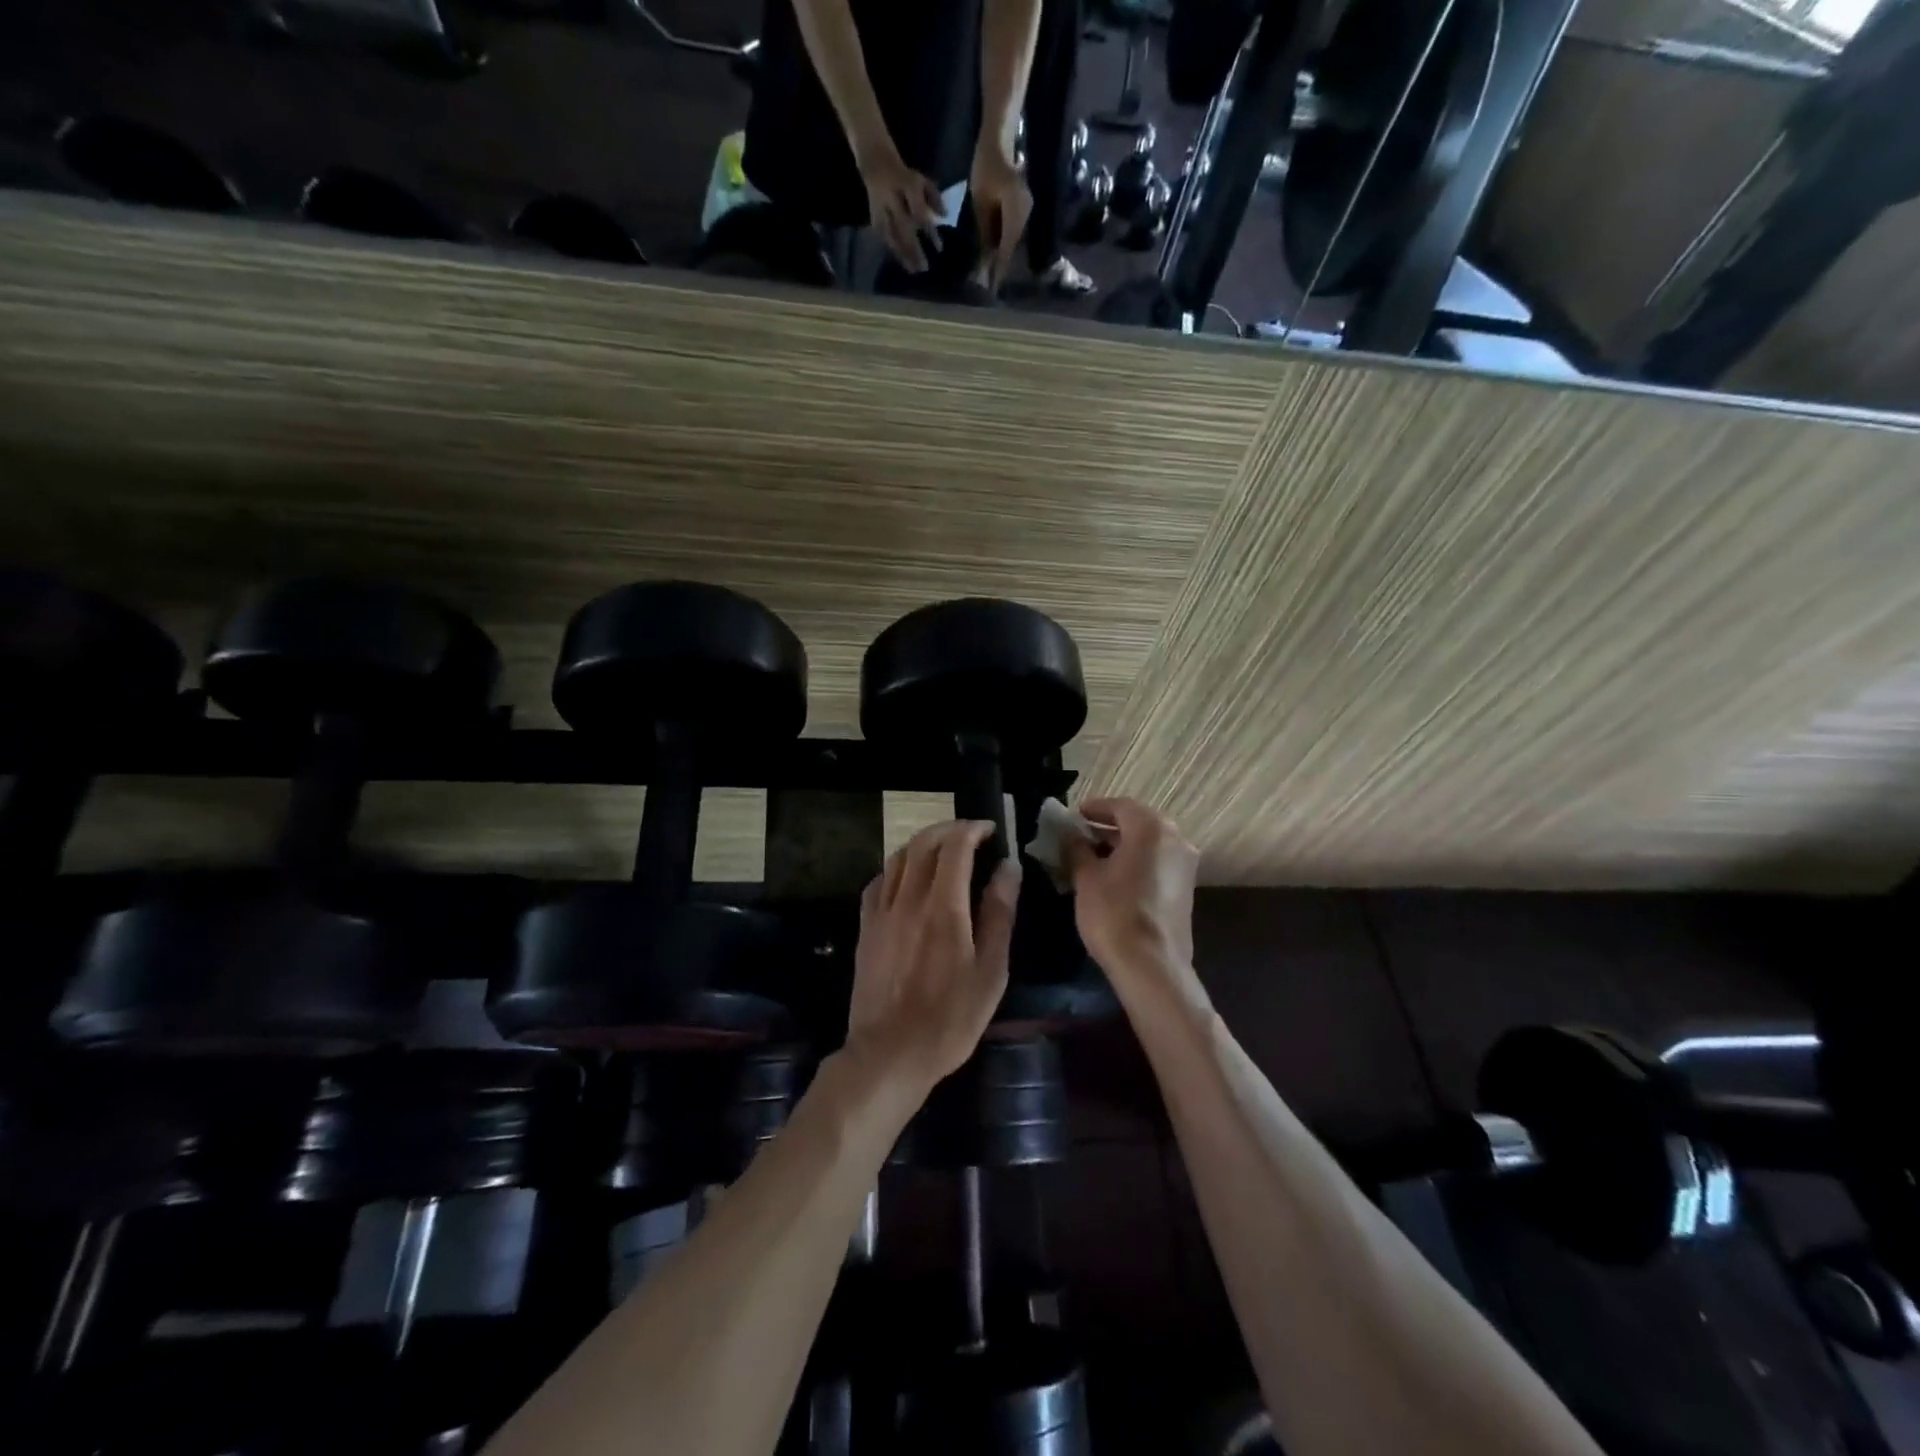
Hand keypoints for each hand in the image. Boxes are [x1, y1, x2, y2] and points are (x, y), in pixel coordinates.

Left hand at [848, 821, 1019, 1091]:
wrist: (889, 1054)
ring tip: (942, 850)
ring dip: (922, 844)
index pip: (954, 847)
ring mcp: (881, 913)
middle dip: (948, 829)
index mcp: (943, 907)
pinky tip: (908, 879)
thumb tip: (1008, 868)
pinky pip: (878, 882)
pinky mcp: (865, 929)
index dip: (972, 829)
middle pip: (923, 844)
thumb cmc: (951, 1018)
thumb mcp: (990, 971)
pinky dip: (897, 868)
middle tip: (970, 834)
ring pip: (897, 858)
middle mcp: (908, 899)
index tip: (990, 829)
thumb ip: (998, 914)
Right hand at [857, 143, 945, 274]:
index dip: (930, 232)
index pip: (920, 213)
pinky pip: (884, 237)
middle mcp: (893, 199)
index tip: (939, 249)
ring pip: (892, 236)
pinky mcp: (874, 217)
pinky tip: (901, 262)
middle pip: (905, 229)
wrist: (877, 164)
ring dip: (903, 254)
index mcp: (908, 187)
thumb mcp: (923, 181)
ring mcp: (882, 209)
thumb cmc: (905, 177)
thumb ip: (935, 198)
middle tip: (924, 268)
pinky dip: (893, 250)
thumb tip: (945, 216)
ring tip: (913, 270)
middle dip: (914, 250)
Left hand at [969, 141, 1031, 291]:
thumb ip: (985, 230)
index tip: (992, 286)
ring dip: (1003, 255)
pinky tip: (995, 253)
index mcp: (1015, 210)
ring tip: (991, 273)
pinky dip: (1005, 243)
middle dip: (1001, 264)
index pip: (1007, 246)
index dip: (999, 267)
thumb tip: (985, 257)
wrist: (999, 141)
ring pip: (1013, 240)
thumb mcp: (980, 201)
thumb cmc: (985, 167)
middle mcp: (1025, 212)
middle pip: (1012, 245)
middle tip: (989, 284)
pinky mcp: (1023, 209)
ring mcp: (1027, 210)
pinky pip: (1014, 231)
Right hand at [1064, 798, 1199, 991]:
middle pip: (1138, 822)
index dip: (1094, 808)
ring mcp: (1185, 865)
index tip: (1074, 815)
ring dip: (1123, 844)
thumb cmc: (1113, 913)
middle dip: (1109, 826)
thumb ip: (1077, 848)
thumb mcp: (1086, 877)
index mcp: (1151, 828)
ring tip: (1093, 855)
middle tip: (1081, 834)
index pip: (1120, 806)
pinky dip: (1137, 860)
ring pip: (1150, 843)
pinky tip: (1114, 875)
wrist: (1151, 966)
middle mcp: (1175, 839)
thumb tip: (1070, 834)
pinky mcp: (1186, 888)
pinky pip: (1158, 862)